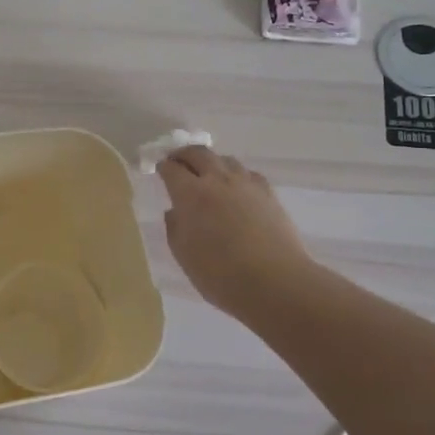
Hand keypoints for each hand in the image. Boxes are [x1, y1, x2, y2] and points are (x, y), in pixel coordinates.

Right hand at [157, 146, 312, 315]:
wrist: (275, 281)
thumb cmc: (220, 275)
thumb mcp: (184, 256)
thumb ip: (175, 228)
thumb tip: (175, 211)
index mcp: (191, 195)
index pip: (172, 169)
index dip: (163, 167)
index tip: (159, 170)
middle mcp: (217, 180)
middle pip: (198, 153)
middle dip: (184, 154)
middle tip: (178, 161)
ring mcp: (246, 184)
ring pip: (225, 159)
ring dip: (211, 162)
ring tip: (207, 174)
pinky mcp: (268, 193)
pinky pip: (248, 173)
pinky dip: (236, 174)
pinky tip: (237, 188)